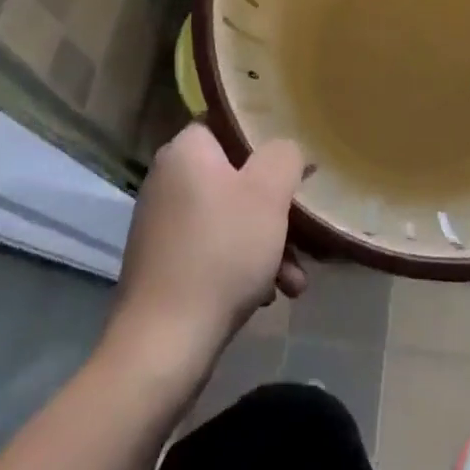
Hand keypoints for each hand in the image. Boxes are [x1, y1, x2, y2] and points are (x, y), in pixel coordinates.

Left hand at [109, 125, 308, 375]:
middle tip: (306, 227)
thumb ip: (285, 155)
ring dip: (269, 242)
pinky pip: (216, 249)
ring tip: (296, 278)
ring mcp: (164, 225)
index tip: (296, 161)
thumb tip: (285, 152)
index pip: (229, 122)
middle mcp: (168, 180)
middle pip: (237, 175)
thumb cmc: (221, 252)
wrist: (163, 347)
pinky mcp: (166, 265)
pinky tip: (271, 294)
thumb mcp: (268, 192)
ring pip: (232, 217)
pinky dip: (245, 266)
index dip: (267, 137)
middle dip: (277, 205)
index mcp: (185, 150)